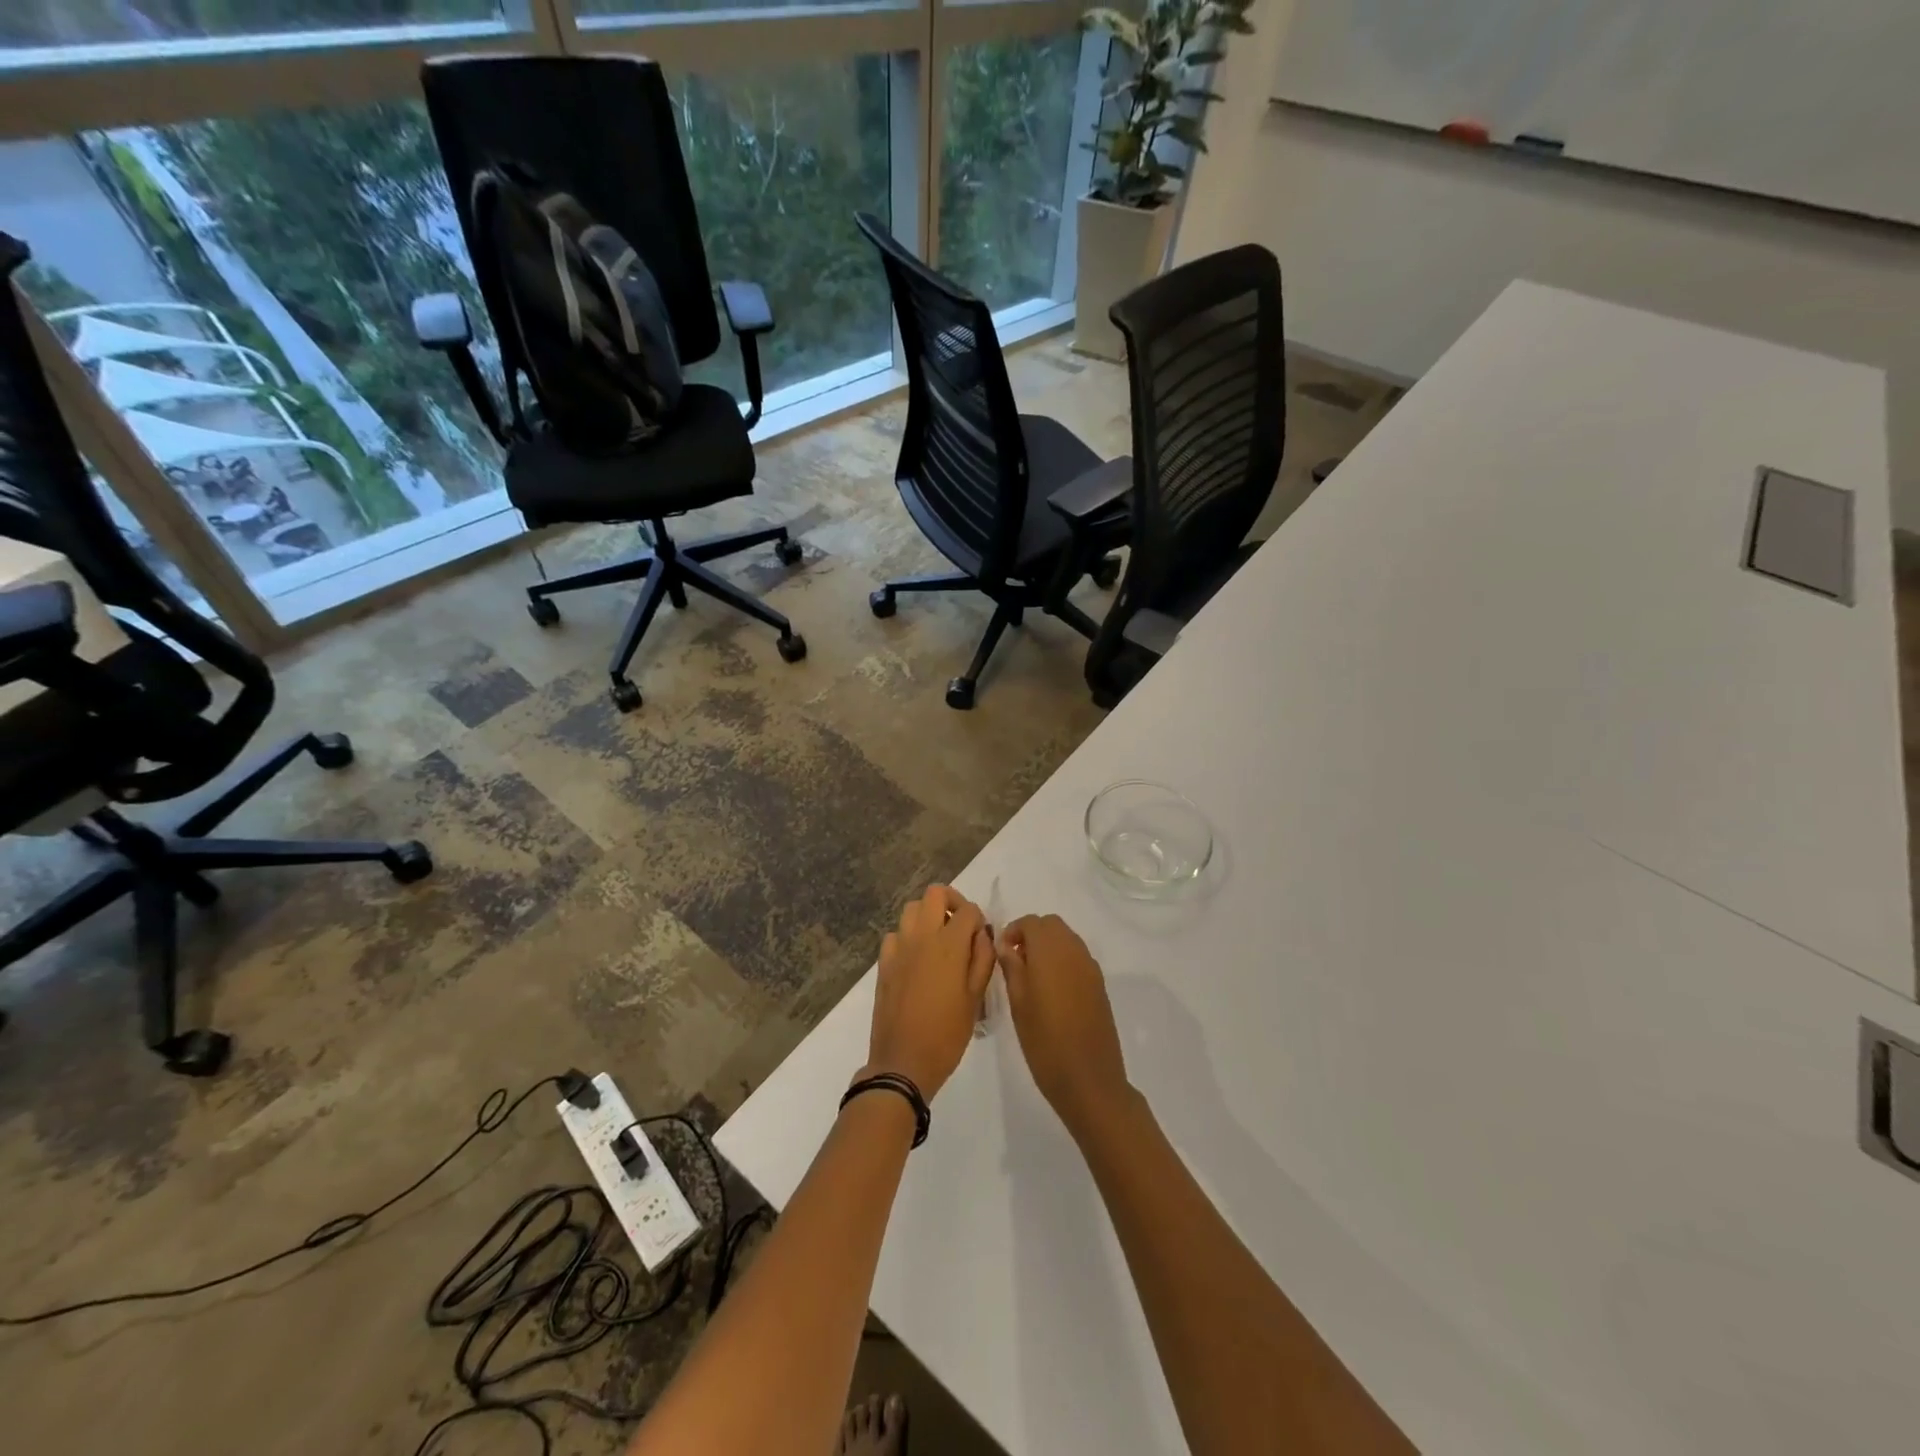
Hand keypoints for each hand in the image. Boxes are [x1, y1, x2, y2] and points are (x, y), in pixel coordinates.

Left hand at [864, 885, 994, 1099]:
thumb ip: (982, 959)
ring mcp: (898, 948)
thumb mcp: (976, 998)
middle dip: (952, 902)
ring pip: (912, 909)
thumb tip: (982, 934)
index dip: (979, 920)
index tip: (981, 938)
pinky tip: (917, 959)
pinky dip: (909, 936)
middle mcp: (921, 937)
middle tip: (961, 926)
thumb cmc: (947, 1034)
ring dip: (928, 915)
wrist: (903, 1062)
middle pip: (935, 894)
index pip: (968, 910)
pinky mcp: (883, 962)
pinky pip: (896, 934)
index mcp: (949, 945)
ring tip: (939, 941)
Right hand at [997, 915, 1132, 1141]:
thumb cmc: (1045, 1043)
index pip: (1031, 922)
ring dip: (1048, 946)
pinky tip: (1052, 989)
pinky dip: (1063, 960)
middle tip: (1015, 961)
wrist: (1089, 1080)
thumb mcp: (1018, 1005)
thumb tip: (1006, 945)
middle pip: (1052, 925)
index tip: (1001, 953)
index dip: (1013, 931)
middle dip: (1032, 934)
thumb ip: (1012, 968)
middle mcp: (1073, 951)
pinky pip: (1078, 957)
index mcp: (1050, 952)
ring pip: (1067, 939)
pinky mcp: (1099, 984)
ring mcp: (1090, 967)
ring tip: (1032, 976)